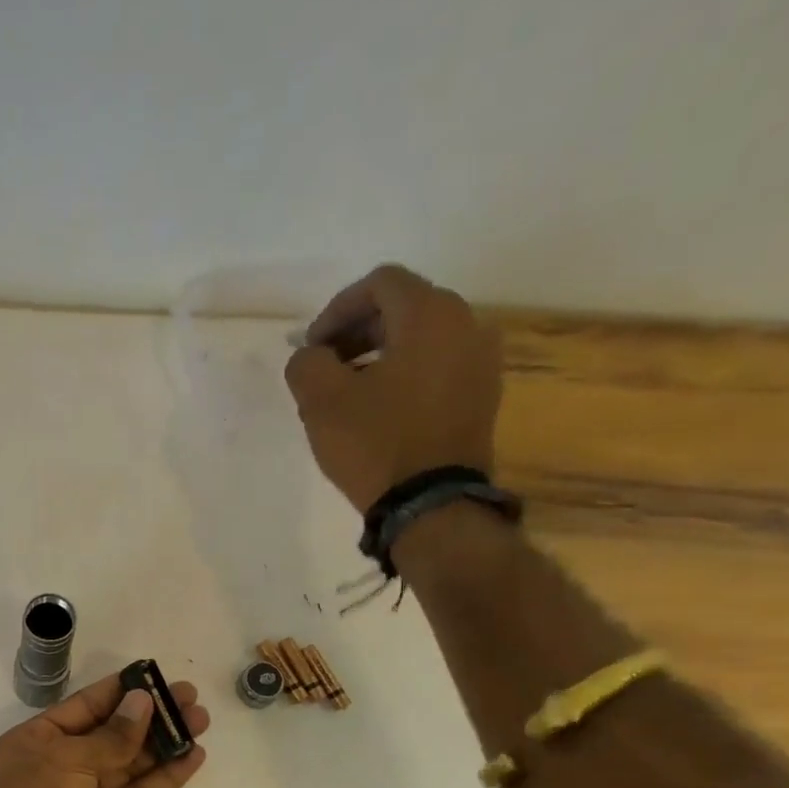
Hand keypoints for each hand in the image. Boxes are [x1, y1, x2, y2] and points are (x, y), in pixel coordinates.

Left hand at [0, 672, 209, 787]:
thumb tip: (142, 702)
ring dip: (162, 745)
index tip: (155, 677)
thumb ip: (112, 735)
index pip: (84, 706)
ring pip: (127, 765)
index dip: (120, 692)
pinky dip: (163, 780)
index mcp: (37, 739)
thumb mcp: (69, 759)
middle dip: (149, 717)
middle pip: (110, 734)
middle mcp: (58, 765)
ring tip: (200, 722)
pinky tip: (192, 760)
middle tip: (190, 699)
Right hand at [283, 264, 502, 511]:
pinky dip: (404, 375)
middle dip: (357, 332)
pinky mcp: (481, 397)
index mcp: (430, 314)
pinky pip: (437, 368)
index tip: (311, 347)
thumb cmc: (375, 443)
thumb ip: (307, 363)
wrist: (431, 504)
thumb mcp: (321, 401)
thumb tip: (311, 356)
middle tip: (325, 368)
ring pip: (421, 340)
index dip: (337, 310)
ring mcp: (481, 362)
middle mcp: (467, 325)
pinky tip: (379, 410)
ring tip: (347, 393)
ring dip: (379, 355)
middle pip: (404, 308)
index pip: (380, 283)